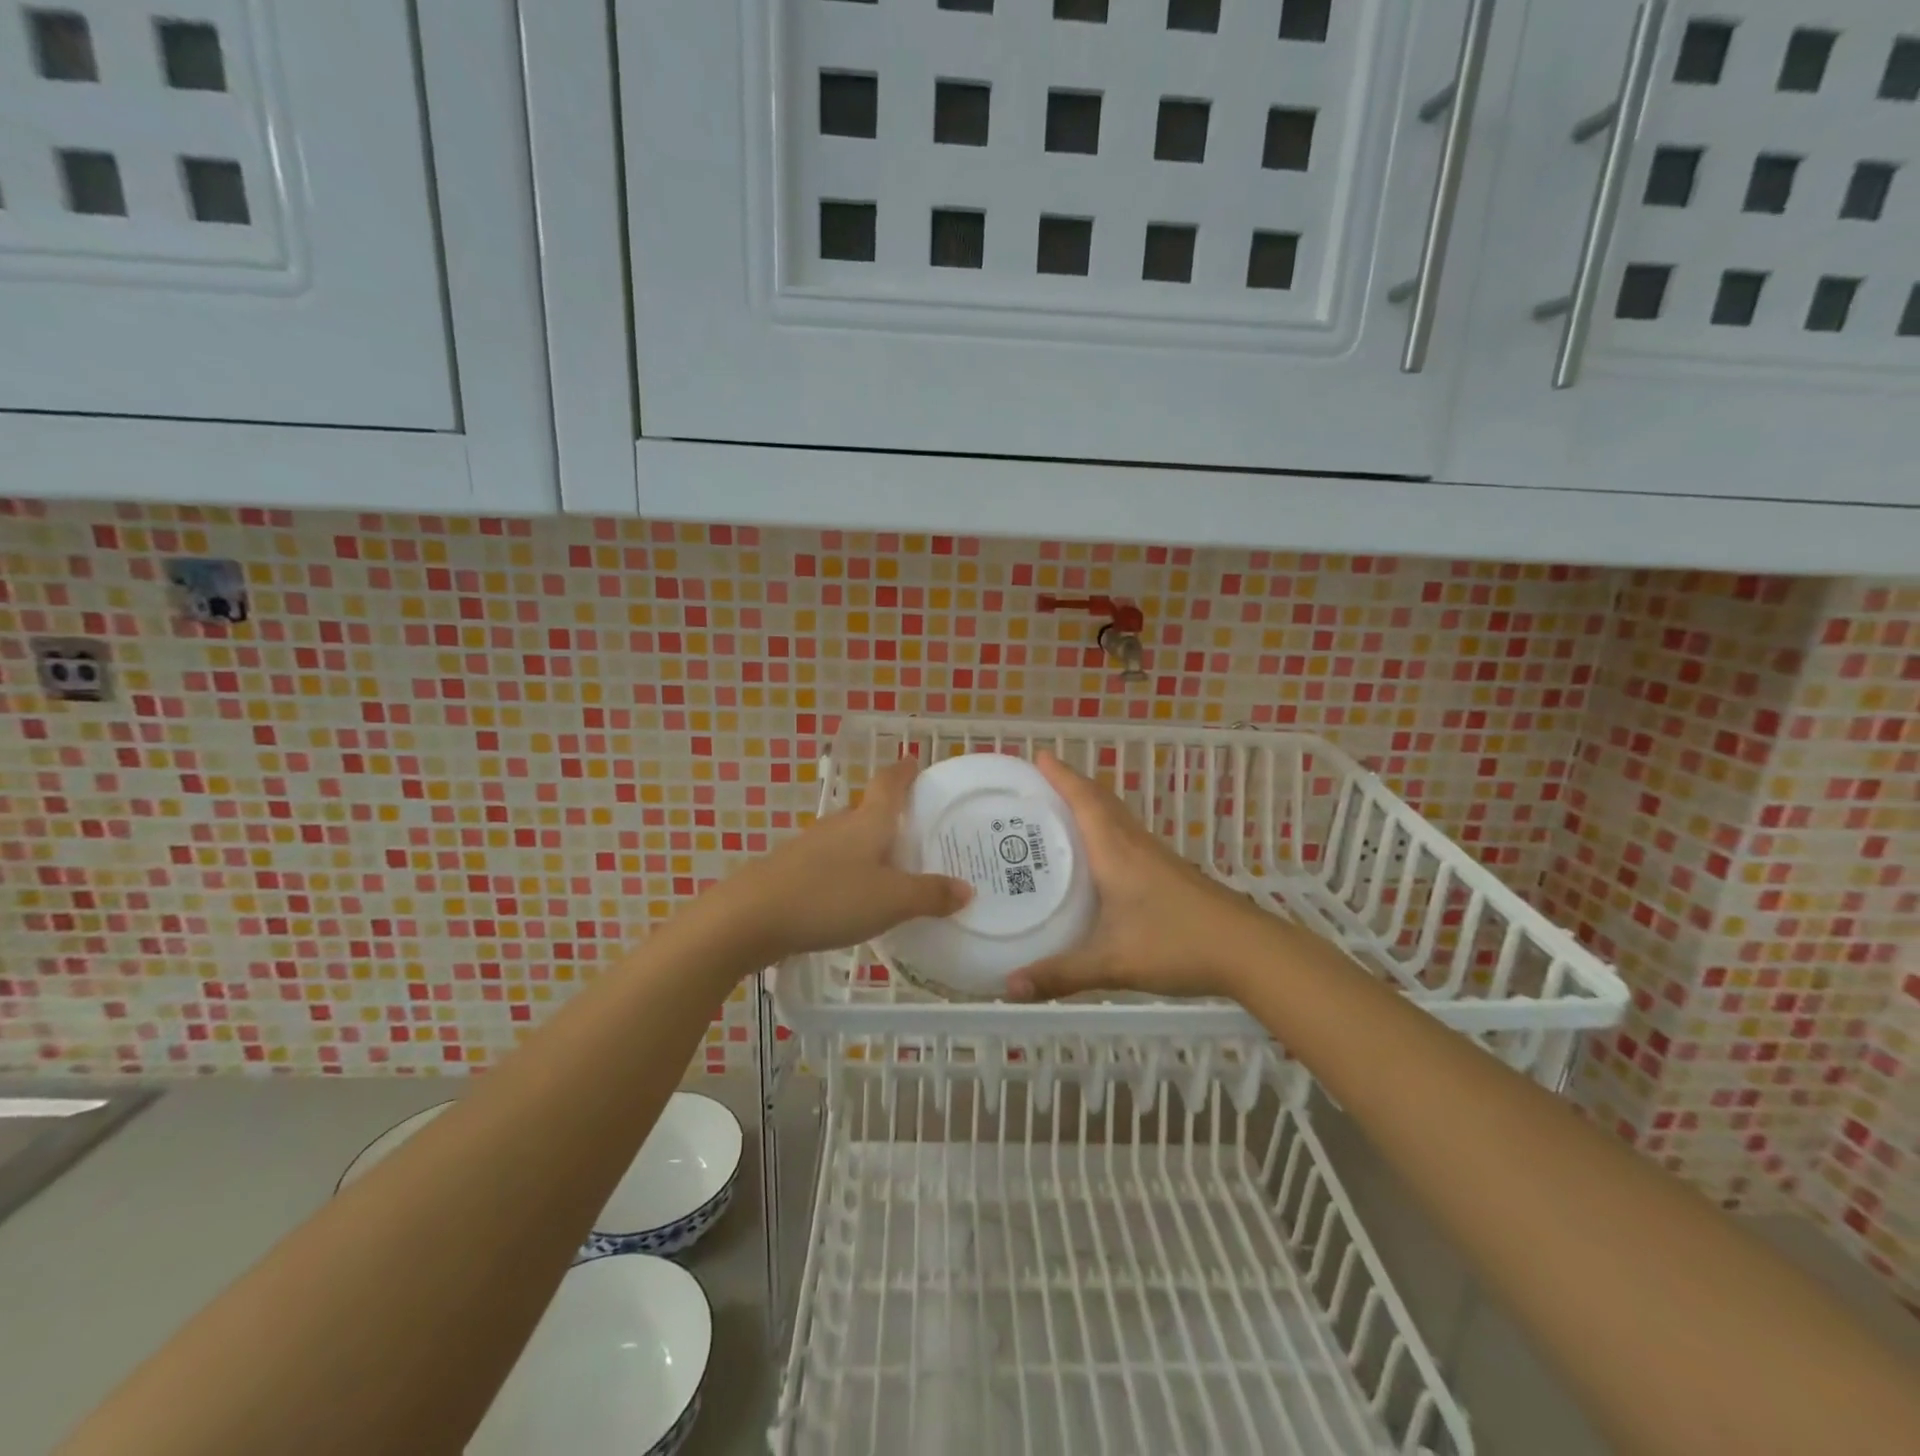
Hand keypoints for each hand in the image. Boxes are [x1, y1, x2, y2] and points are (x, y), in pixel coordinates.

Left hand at [711, 757, 971, 963]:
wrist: (751, 917)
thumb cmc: (830, 898)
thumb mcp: (891, 901)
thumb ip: (930, 895)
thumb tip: (967, 890)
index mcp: (867, 821)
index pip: (889, 783)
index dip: (904, 771)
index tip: (914, 761)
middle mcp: (839, 825)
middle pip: (867, 809)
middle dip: (889, 815)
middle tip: (915, 829)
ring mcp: (810, 846)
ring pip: (847, 837)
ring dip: (867, 845)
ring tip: (889, 865)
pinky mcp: (791, 871)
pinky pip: (830, 862)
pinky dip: (847, 870)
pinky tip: (851, 894)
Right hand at [1006, 751, 1278, 1002]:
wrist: (1248, 951)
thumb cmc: (1177, 944)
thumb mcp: (1112, 963)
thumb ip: (1060, 974)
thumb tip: (1009, 987)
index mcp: (1116, 851)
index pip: (1084, 800)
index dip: (1061, 776)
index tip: (1039, 754)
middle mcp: (1134, 845)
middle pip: (1101, 800)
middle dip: (1071, 785)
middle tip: (1039, 783)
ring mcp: (1156, 858)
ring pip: (1117, 818)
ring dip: (1090, 806)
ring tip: (1060, 814)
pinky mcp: (1169, 873)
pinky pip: (1128, 837)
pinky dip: (1106, 830)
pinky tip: (1099, 858)